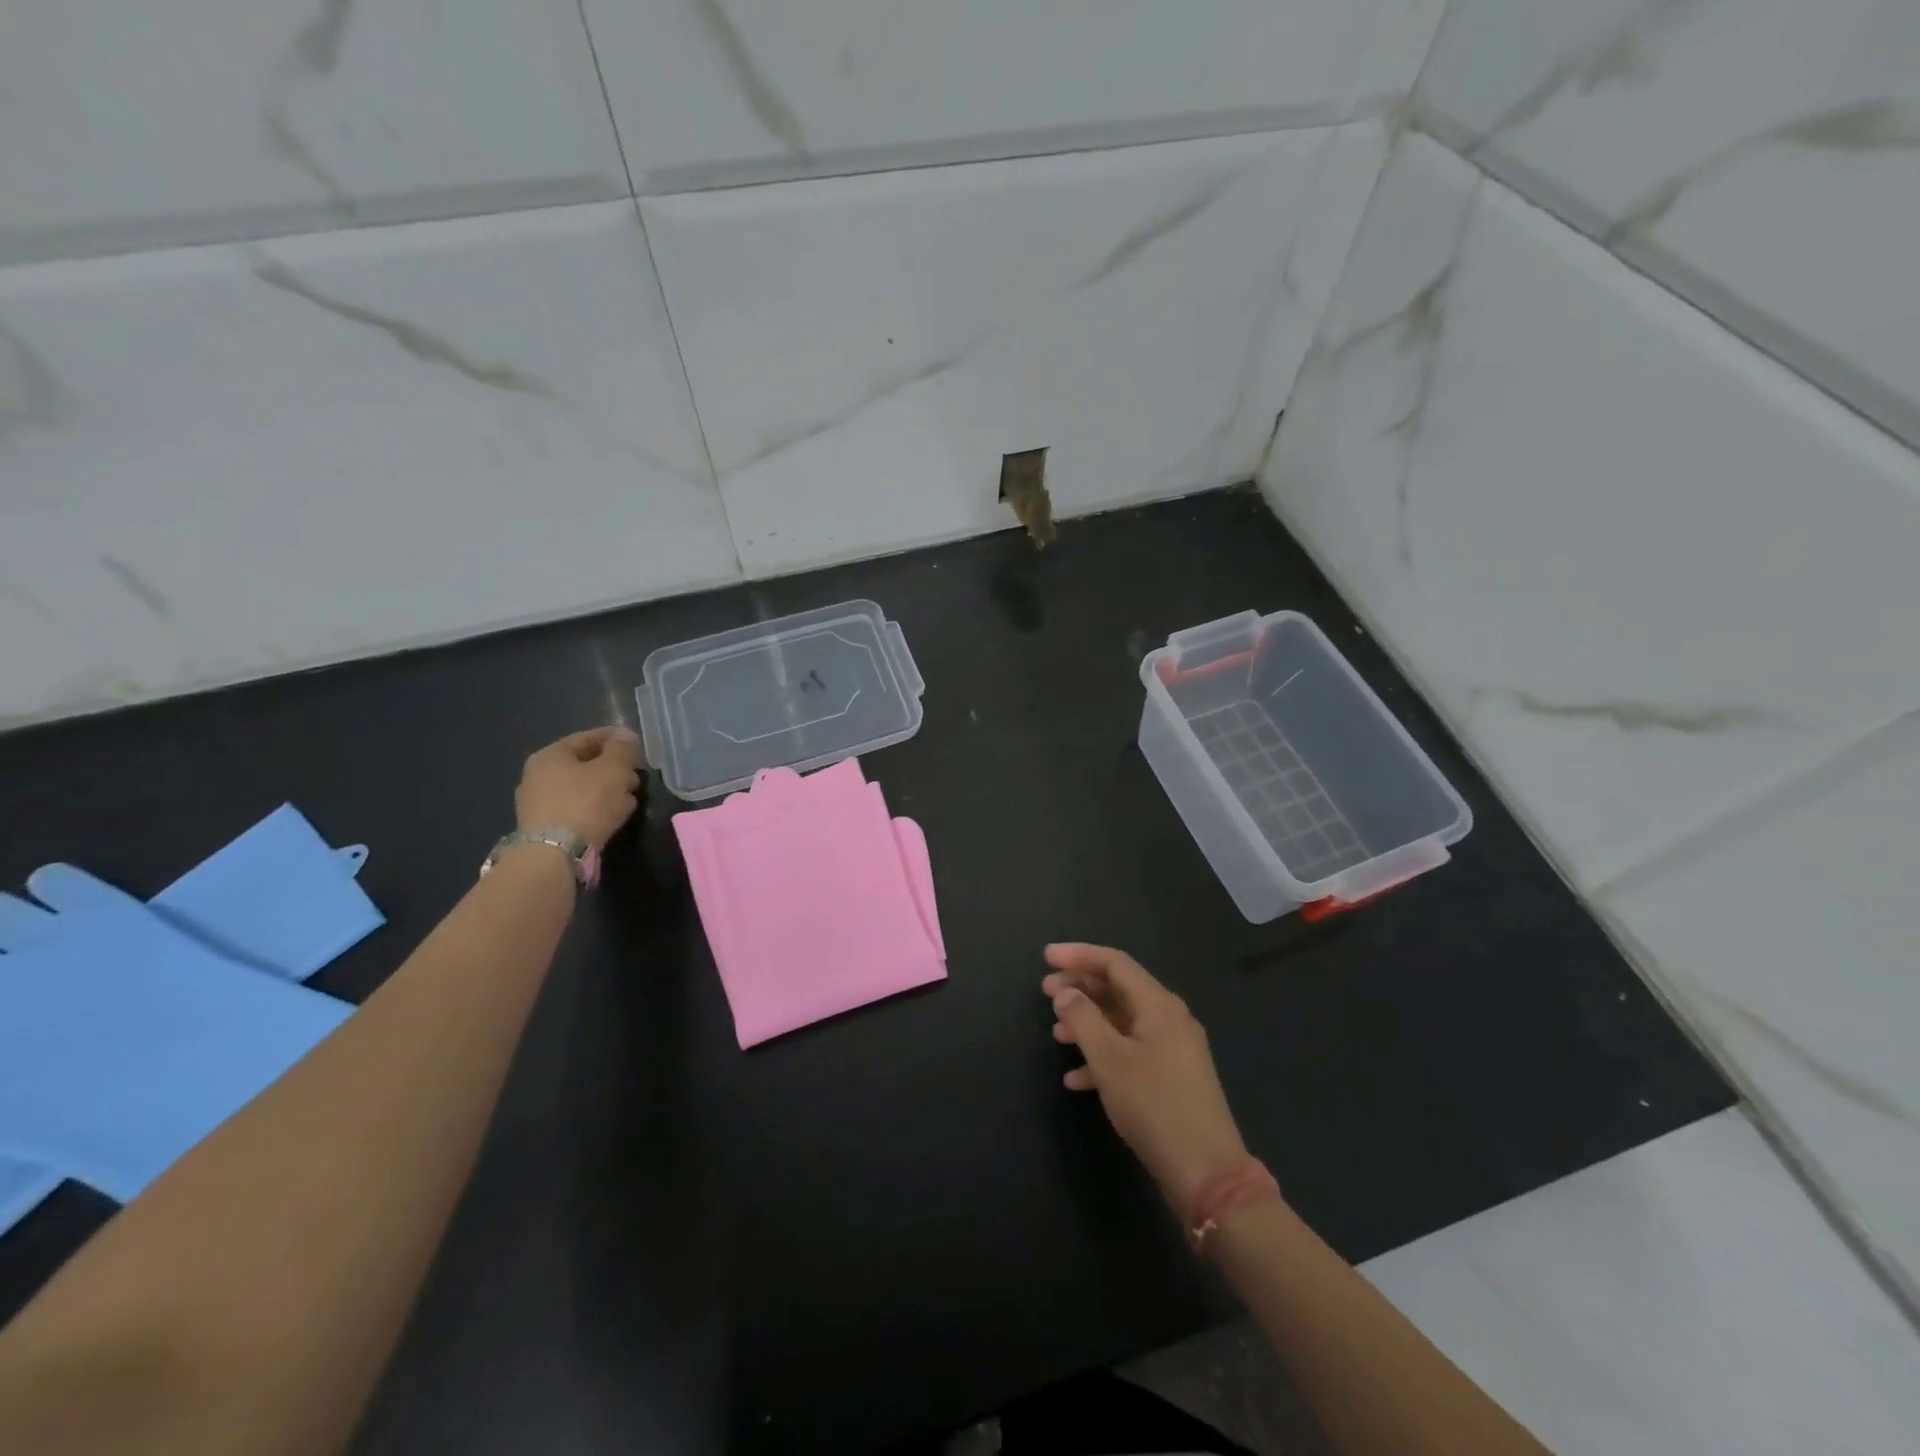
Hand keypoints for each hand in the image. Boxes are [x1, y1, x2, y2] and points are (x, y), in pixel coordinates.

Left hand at [514, 726, 644, 851]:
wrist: (556, 855)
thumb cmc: (586, 803)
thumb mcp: (613, 769)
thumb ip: (622, 749)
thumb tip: (625, 735)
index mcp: (550, 756)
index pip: (588, 738)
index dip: (616, 739)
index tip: (639, 747)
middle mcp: (538, 776)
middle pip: (585, 764)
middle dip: (614, 768)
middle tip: (637, 775)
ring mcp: (538, 804)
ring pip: (583, 788)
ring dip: (609, 790)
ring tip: (631, 798)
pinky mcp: (546, 828)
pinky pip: (578, 809)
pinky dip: (597, 809)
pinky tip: (614, 816)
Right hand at [1044, 943, 1251, 1221]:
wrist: (1206, 1174)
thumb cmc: (1154, 1105)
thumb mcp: (1109, 1059)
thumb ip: (1082, 1018)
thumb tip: (1065, 992)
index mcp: (1158, 1004)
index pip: (1114, 963)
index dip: (1078, 955)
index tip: (1045, 957)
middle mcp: (1169, 1018)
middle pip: (1118, 989)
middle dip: (1080, 988)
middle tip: (1044, 991)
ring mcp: (1173, 1049)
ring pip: (1122, 1022)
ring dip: (1088, 1023)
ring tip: (1056, 1033)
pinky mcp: (1171, 1078)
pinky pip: (1131, 1052)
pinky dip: (1103, 1056)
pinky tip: (1075, 1079)